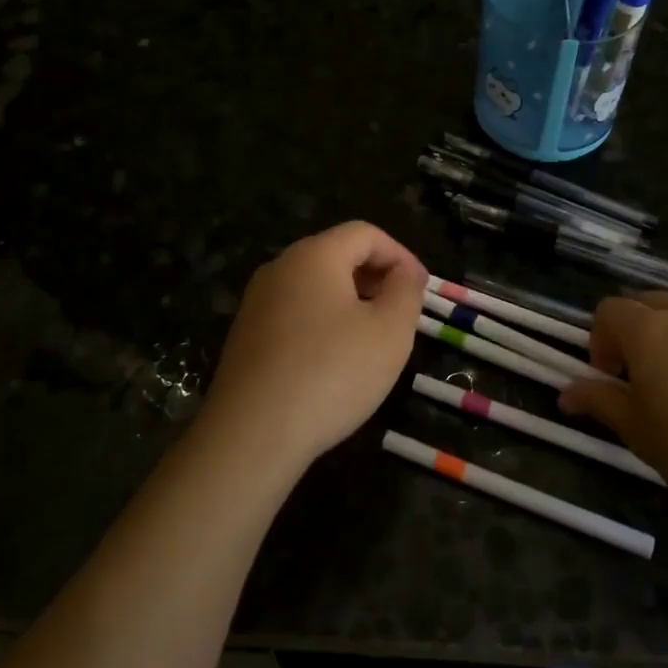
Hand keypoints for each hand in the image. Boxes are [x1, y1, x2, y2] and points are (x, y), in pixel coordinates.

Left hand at [201, 221, 426, 471]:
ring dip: (350, 302)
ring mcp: (257, 302)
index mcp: (314, 255)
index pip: (365, 233)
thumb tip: (405, 273)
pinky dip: (323, 323)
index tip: (422, 290)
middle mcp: (280, 267)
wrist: (252, 434)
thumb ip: (406, 292)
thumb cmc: (331, 373)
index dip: (400, 255)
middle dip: (376, 277)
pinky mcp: (245, 336)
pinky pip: (294, 313)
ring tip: (373, 340)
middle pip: (337, 255)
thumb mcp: (390, 331)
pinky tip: (335, 362)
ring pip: (315, 286)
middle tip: (402, 314)